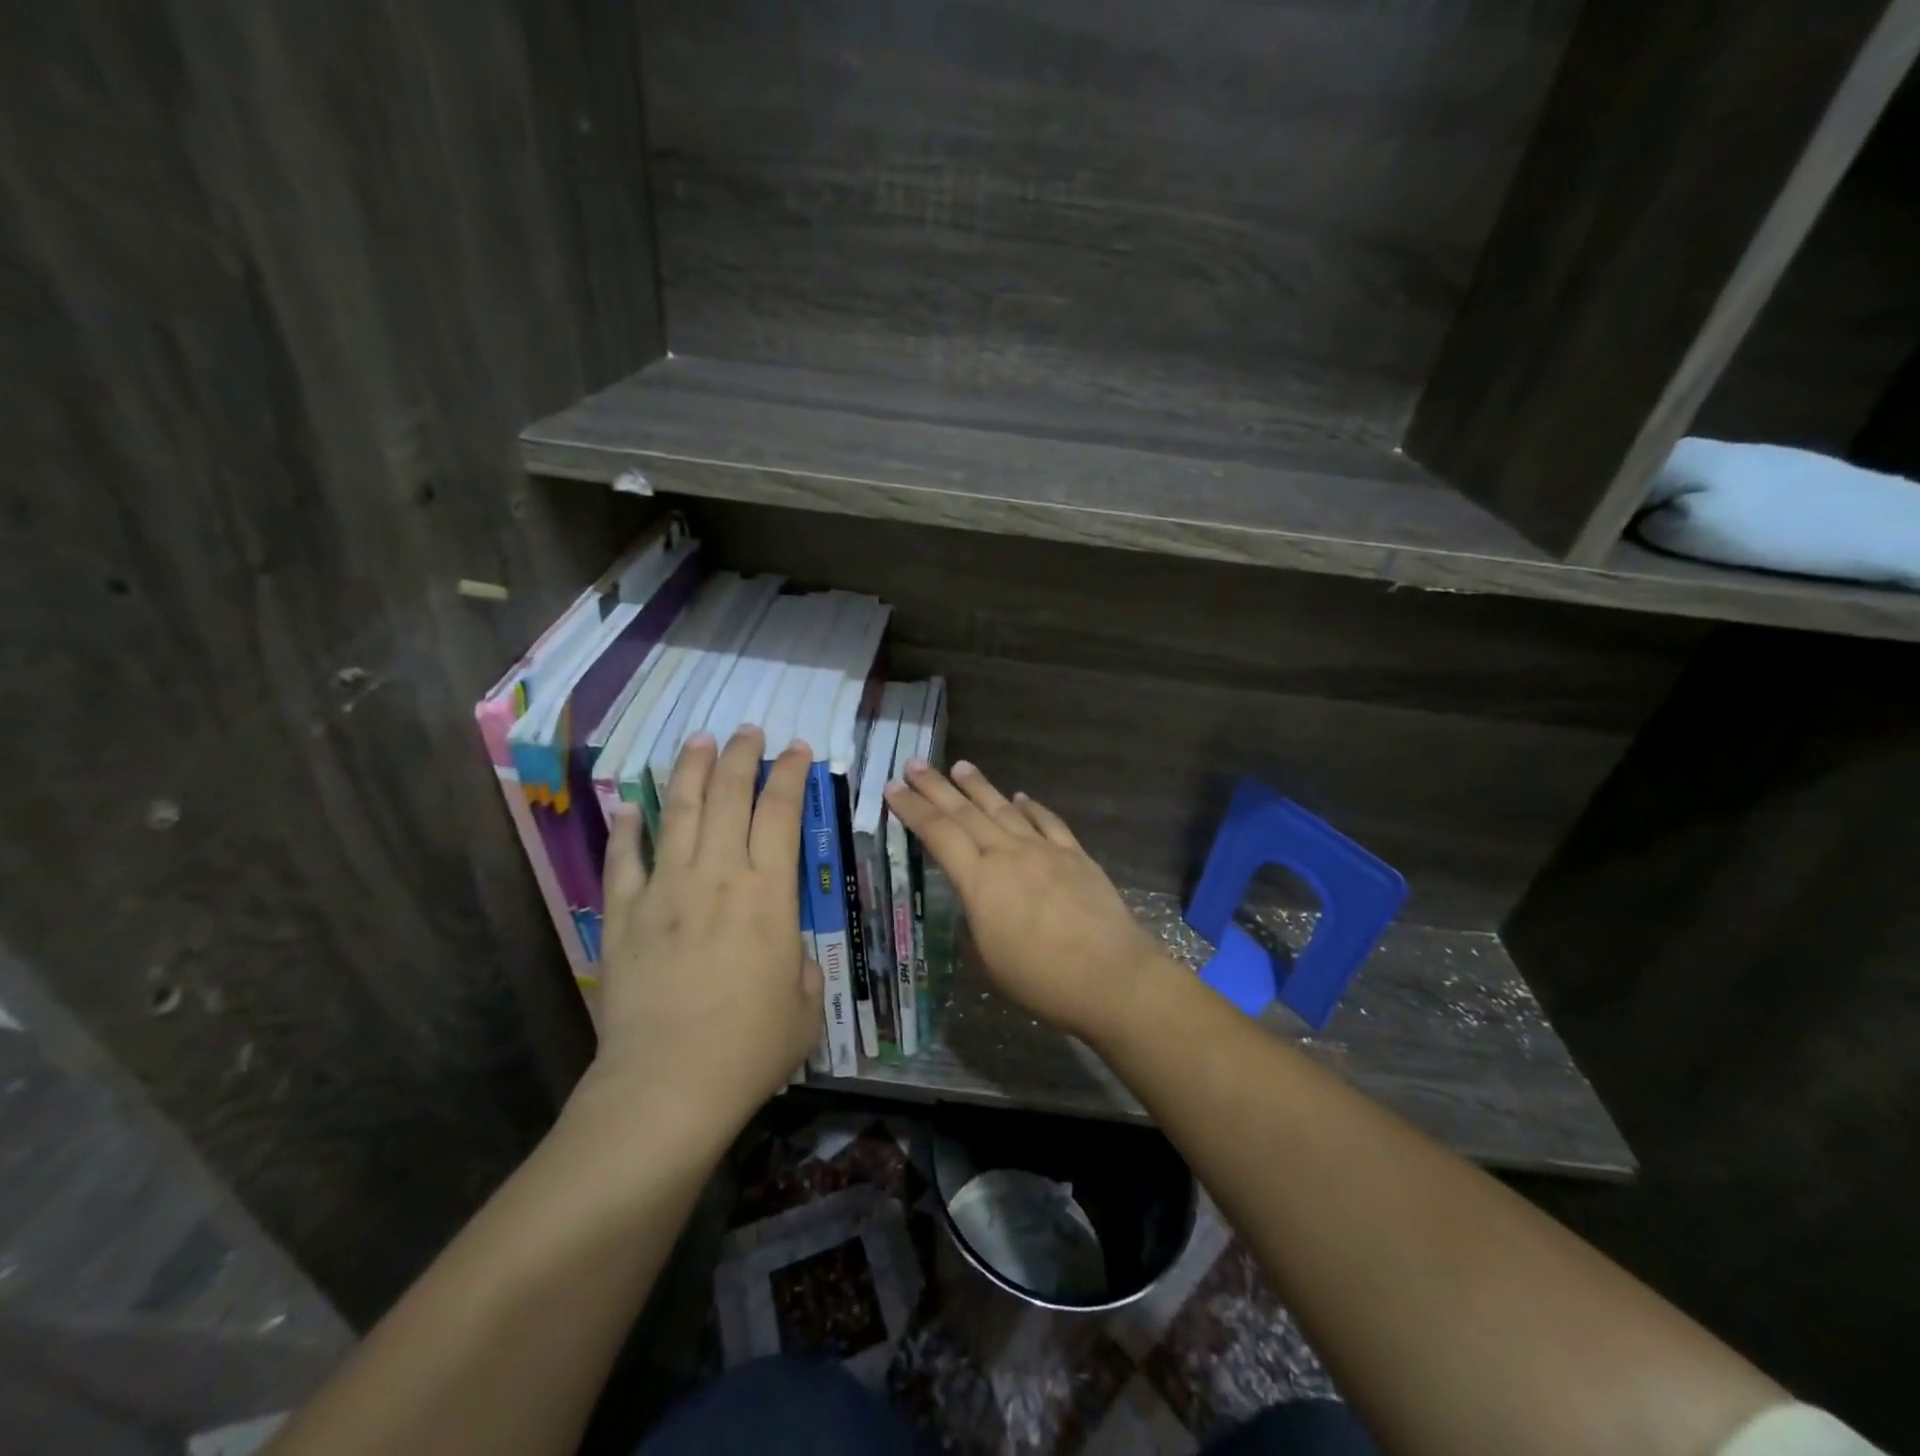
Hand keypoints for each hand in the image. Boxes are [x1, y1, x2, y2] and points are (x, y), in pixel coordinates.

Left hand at [577, 728, 823, 1142]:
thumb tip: (787, 953)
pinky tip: (630, 804)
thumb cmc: (751, 1048)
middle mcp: (718, 877)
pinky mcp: (625, 916)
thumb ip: (803, 967)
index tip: (796, 749)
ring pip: (680, 813)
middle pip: (729, 797)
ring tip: (699, 741)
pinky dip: (628, 828)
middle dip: (741, 757)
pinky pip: (625, 860)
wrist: (669, 1085)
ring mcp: (665, 891)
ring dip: (691, 772)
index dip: (790, 774)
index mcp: (769, 894)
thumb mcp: (806, 1007)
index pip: (782, 813)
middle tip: (747, 731)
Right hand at [884, 760, 1171, 1041]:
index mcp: (979, 881)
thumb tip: (976, 907)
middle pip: (966, 812)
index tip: (893, 789)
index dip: (913, 809)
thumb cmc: (1041, 979)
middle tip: (914, 764)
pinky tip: (1021, 797)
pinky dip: (1031, 807)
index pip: (938, 834)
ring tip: (960, 766)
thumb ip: (975, 926)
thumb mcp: (988, 962)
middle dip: (936, 787)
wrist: (1111, 976)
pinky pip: (1048, 822)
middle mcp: (1008, 854)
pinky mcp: (1075, 855)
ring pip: (1004, 809)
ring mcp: (1044, 850)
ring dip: (979, 787)